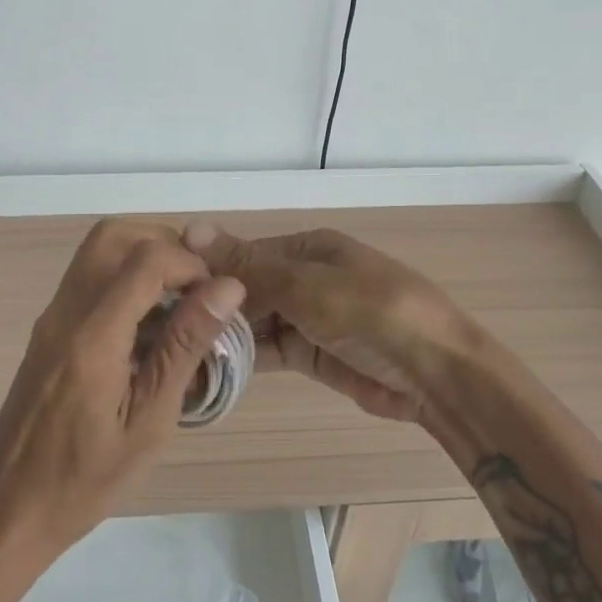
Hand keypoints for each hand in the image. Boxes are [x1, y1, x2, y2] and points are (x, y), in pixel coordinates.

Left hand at [0, 220, 244, 561]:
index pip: (145, 258)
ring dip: (143, 259)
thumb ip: (184, 347)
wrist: (7, 509)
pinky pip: (88, 277)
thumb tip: (227, 288)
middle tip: (194, 289)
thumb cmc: (85, 480)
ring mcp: (52, 316)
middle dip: (164, 245)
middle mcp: (66, 311)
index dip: (190, 264)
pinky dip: (124, 279)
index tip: (215, 299)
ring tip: (177, 307)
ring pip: (98, 250)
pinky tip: (146, 328)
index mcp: (93, 336)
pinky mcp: (48, 328)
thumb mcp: (149, 422)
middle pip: (113, 235)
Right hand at [183, 222, 475, 424]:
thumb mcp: (308, 286)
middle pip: (247, 288)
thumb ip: (249, 265)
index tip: (164, 293)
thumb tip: (190, 227)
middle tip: (163, 330)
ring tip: (178, 351)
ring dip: (224, 335)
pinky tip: (209, 368)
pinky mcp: (312, 354)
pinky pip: (269, 351)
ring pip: (254, 321)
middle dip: (213, 306)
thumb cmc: (374, 313)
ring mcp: (309, 318)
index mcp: (308, 248)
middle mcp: (305, 278)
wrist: (438, 374)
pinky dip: (244, 359)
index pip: (245, 254)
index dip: (208, 271)